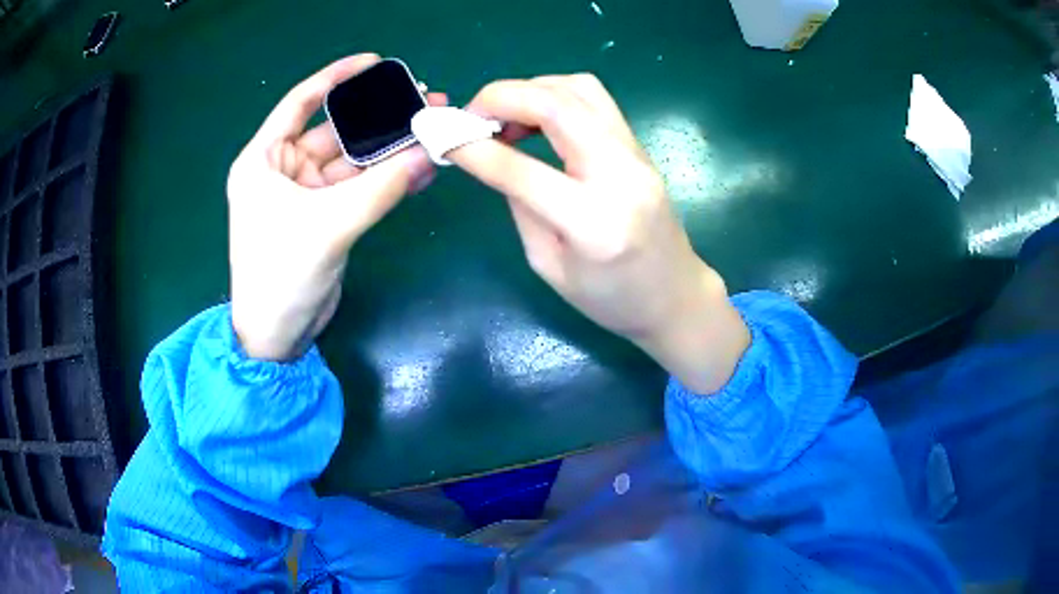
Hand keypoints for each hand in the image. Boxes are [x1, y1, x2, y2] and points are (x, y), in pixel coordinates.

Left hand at [227, 55, 445, 359]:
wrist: (278, 336)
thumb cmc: (281, 276)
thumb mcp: (328, 226)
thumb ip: (381, 187)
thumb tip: (429, 151)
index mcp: (263, 160)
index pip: (300, 103)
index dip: (336, 78)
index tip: (373, 62)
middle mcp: (282, 170)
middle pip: (335, 131)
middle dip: (377, 117)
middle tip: (422, 101)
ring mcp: (305, 194)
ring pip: (352, 161)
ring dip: (388, 150)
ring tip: (431, 130)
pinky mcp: (324, 217)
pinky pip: (359, 188)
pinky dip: (386, 180)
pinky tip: (421, 169)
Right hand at [448, 75, 748, 392]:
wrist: (675, 296)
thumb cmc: (611, 299)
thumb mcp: (549, 266)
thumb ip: (522, 206)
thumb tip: (494, 157)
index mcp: (592, 223)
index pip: (521, 170)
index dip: (473, 148)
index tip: (441, 138)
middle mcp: (619, 175)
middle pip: (557, 105)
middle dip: (501, 97)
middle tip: (469, 114)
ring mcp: (636, 155)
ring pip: (579, 89)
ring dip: (531, 90)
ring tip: (503, 116)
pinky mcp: (639, 147)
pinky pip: (594, 100)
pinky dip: (555, 96)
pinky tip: (536, 119)